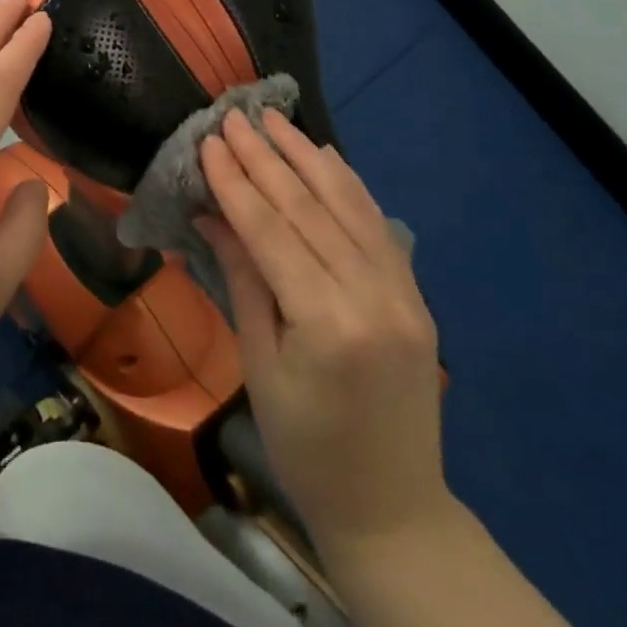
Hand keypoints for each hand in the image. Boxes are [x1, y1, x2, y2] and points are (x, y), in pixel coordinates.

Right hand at [199, 109, 449, 553]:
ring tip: (276, 120)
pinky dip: (349, 186)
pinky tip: (326, 157)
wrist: (392, 509)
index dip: (237, 182)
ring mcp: (402, 292)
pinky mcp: (415, 295)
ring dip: (308, 158)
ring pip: (349, 206)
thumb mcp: (259, 365)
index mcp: (326, 322)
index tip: (211, 141)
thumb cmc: (306, 447)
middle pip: (310, 209)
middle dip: (267, 158)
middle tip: (236, 117)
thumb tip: (213, 215)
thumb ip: (243, 280)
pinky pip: (377, 226)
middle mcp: (372, 296)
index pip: (272, 230)